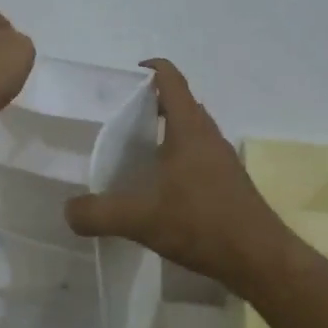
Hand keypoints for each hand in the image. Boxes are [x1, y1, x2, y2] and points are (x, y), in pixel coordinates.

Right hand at [64, 59, 292, 293]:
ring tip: (131, 151)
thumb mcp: (141, 219)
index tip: (121, 79)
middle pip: (179, 103)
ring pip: (189, 131)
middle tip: (115, 119)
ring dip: (164, 132)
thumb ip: (99, 213)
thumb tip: (68, 210)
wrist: (260, 258)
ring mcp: (221, 159)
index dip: (148, 69)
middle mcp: (208, 135)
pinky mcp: (227, 182)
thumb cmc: (202, 224)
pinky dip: (175, 158)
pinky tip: (157, 186)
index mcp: (189, 129)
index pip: (171, 79)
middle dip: (149, 103)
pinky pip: (197, 155)